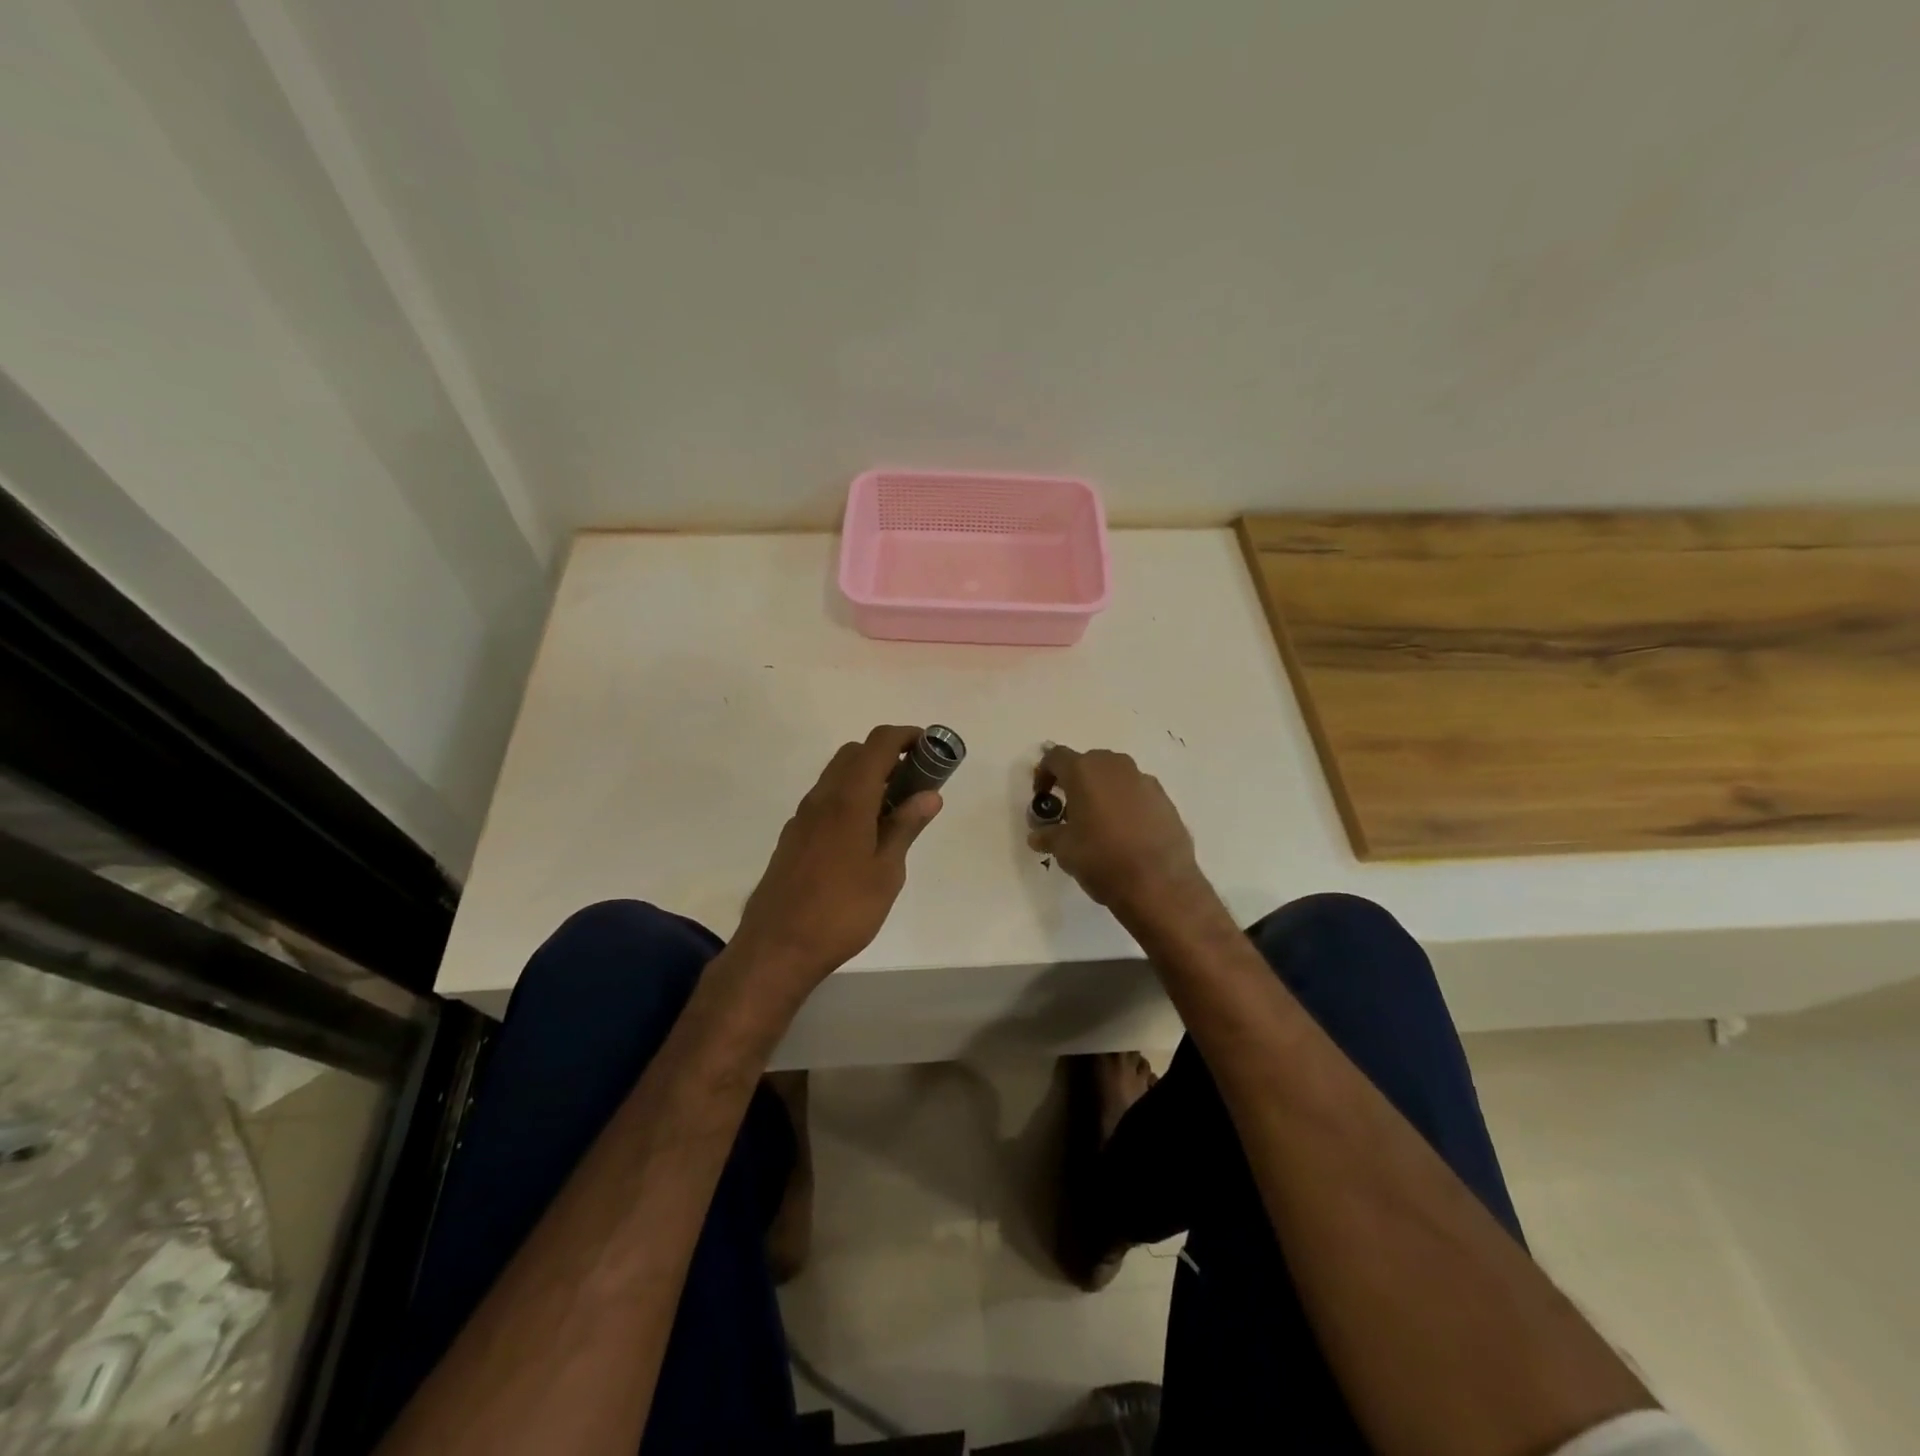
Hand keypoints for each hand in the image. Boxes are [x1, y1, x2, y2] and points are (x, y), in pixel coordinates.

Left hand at [731, 725, 941, 988]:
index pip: (877, 744)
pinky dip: (849, 798)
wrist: (777, 948)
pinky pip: (825, 800)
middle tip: (915, 782)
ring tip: (894, 811)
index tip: (931, 748)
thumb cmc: (842, 911)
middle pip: (854, 753)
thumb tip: (930, 794)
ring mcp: (802, 817)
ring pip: (836, 776)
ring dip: (866, 777)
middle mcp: (821, 798)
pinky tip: (863, 835)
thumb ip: (905, 827)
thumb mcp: (886, 872)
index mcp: (848, 799)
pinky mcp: (793, 837)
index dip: (906, 736)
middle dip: (887, 755)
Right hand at [1028, 745, 1211, 927]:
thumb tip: (1038, 835)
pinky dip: (1126, 804)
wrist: (1159, 884)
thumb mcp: (1064, 850)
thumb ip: (1048, 835)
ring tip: (1098, 822)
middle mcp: (1114, 766)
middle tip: (1069, 810)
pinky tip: (1126, 832)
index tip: (1042, 796)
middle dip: (1075, 782)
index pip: (1056, 757)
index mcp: (1084, 771)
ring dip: (1102, 792)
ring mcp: (1143, 780)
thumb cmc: (1102, 859)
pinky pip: (1137, 792)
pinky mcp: (1165, 799)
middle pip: (1088, 763)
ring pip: (1115, 776)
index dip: (1044, 773)